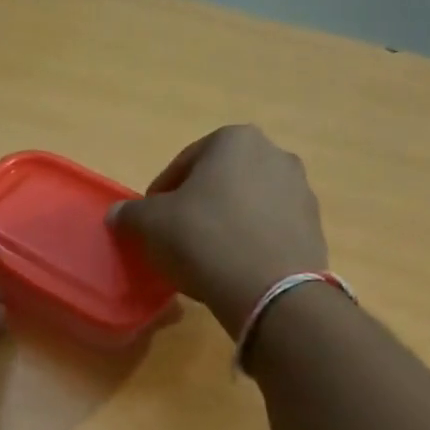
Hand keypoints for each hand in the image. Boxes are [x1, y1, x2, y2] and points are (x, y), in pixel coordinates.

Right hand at [107, 125, 327, 331]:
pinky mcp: (313, 227)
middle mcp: (274, 154)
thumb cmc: (204, 240)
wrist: (269, 289)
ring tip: (207, 258)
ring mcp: (300, 191)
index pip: (183, 164)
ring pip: (247, 206)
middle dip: (197, 207)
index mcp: (234, 140)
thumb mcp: (151, 225)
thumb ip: (131, 214)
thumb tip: (117, 213)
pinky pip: (268, 231)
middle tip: (176, 240)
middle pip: (220, 182)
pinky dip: (250, 243)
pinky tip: (234, 269)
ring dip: (226, 224)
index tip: (149, 223)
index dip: (160, 195)